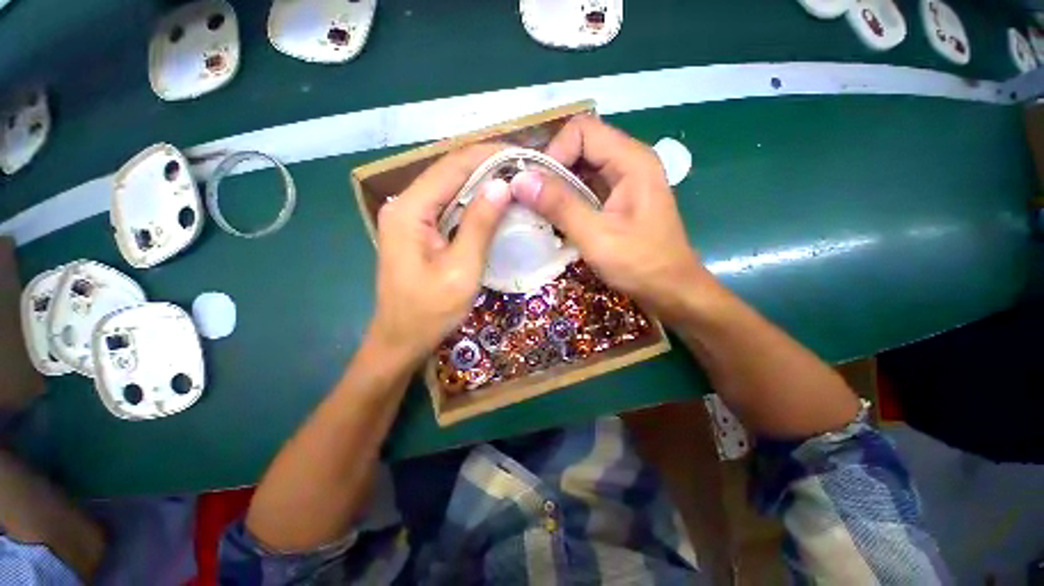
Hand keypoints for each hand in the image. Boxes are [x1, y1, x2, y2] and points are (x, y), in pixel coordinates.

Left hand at [369, 144, 510, 363]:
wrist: (402, 339)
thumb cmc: (430, 311)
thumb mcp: (461, 269)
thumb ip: (480, 225)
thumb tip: (502, 185)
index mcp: (410, 209)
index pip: (453, 165)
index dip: (489, 155)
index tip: (523, 154)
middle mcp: (405, 204)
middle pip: (450, 172)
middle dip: (488, 165)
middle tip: (525, 167)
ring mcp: (409, 217)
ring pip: (450, 188)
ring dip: (482, 182)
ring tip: (516, 179)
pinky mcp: (418, 230)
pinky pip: (449, 206)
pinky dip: (473, 202)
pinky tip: (494, 203)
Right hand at [509, 115, 712, 318]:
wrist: (672, 290)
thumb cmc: (641, 265)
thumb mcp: (597, 237)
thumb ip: (560, 206)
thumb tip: (519, 180)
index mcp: (631, 161)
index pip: (582, 131)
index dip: (555, 153)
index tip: (538, 188)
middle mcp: (629, 162)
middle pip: (580, 146)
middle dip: (552, 170)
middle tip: (533, 201)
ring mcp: (625, 182)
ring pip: (581, 168)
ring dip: (558, 187)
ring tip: (541, 212)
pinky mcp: (619, 200)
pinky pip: (587, 188)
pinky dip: (568, 199)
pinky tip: (557, 219)